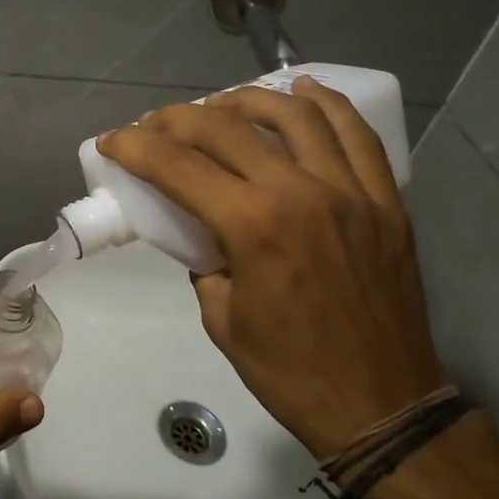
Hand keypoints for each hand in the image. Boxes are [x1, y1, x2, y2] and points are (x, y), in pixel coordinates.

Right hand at [97, 79, 442, 456]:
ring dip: (246, 100)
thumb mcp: (221, 317)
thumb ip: (203, 259)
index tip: (112, 140)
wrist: (382, 406)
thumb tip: (199, 225)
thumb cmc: (289, 372)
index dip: (135, 146)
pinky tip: (302, 91)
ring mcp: (351, 191)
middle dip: (178, 119)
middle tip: (155, 126)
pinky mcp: (386, 200)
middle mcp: (301, 193)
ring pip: (294, 116)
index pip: (178, 166)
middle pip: (227, 128)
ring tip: (220, 105)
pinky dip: (327, 105)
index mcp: (253, 227)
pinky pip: (357, 135)